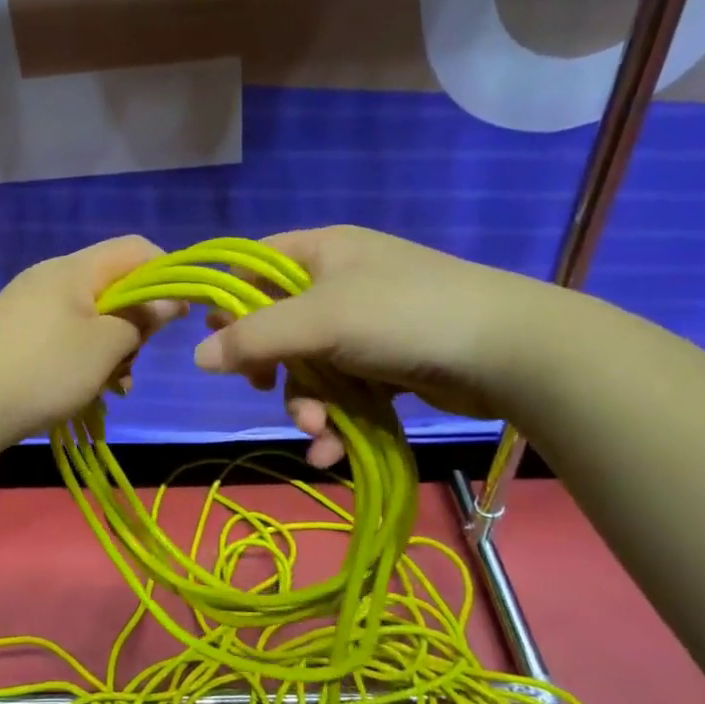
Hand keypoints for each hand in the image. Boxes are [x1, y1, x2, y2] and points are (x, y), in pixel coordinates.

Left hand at [0, 235, 183, 447]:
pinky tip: (83, 391)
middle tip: (132, 362)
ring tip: (110, 388)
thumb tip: (169, 301)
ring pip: (90, 317)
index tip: (179, 313)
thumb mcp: (105, 346)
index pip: (135, 249)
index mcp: (74, 269)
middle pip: (113, 285)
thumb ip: (142, 319)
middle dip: (134, 323)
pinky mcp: (15, 333)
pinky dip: (82, 358)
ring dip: (110, 349)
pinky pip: (64, 335)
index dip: (166, 274)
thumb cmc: (44, 370)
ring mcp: (28, 305)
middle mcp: (50, 277)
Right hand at [192, 226, 564, 466]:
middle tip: (263, 389)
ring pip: (310, 368)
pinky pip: (344, 391)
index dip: (229, 299)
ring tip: (318, 432)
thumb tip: (197, 356)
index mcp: (322, 251)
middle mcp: (341, 282)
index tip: (213, 339)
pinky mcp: (388, 365)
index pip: (255, 265)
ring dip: (306, 405)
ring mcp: (366, 326)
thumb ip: (254, 337)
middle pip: (279, 325)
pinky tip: (333, 451)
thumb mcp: (318, 320)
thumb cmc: (402, 316)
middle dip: (273, 369)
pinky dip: (336, 420)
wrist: (507, 352)